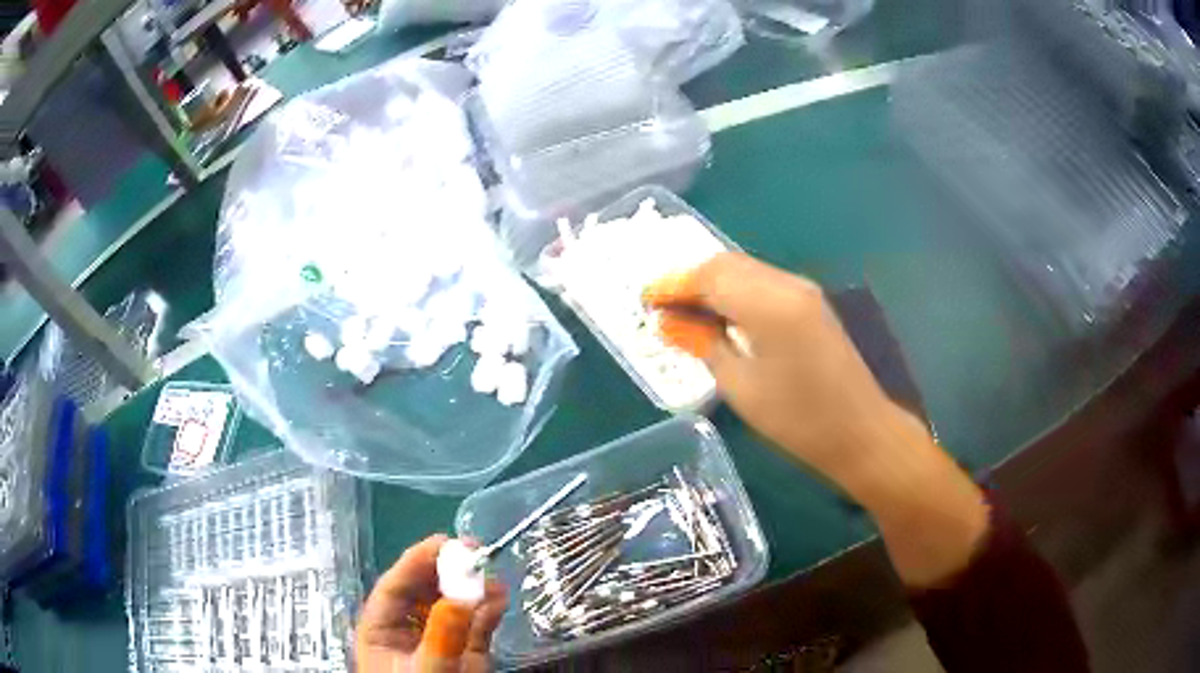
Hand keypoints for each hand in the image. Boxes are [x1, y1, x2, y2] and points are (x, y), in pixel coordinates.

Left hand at [356, 535, 506, 671]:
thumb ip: (441, 639)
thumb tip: (459, 597)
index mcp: (380, 629)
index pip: (394, 586)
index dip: (417, 561)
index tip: (445, 542)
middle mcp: (407, 627)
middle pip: (423, 589)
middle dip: (447, 569)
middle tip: (474, 551)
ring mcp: (437, 637)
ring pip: (451, 602)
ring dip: (471, 587)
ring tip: (491, 574)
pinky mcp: (464, 649)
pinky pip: (474, 622)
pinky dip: (488, 608)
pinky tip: (499, 597)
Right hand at [644, 252, 914, 483]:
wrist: (860, 432)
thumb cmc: (798, 420)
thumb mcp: (741, 386)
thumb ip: (703, 344)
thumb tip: (668, 322)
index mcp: (769, 304)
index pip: (710, 276)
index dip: (673, 284)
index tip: (644, 299)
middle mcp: (787, 285)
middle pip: (727, 264)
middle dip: (689, 279)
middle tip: (660, 305)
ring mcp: (802, 290)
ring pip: (745, 269)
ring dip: (711, 283)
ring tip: (683, 310)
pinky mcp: (810, 303)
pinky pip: (762, 282)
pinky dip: (734, 291)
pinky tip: (721, 314)